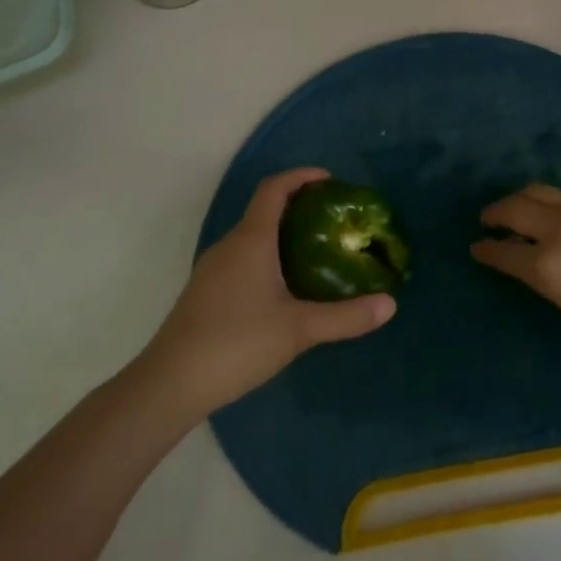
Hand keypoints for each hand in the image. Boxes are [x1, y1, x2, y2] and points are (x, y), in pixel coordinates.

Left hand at [142, 168, 395, 414]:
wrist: (170, 384)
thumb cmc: (236, 343)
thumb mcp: (298, 329)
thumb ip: (346, 316)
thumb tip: (391, 304)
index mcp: (252, 239)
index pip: (275, 188)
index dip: (301, 176)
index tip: (330, 180)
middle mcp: (230, 244)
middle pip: (264, 209)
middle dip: (298, 206)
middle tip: (333, 220)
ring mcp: (213, 268)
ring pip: (252, 236)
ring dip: (282, 233)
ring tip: (315, 251)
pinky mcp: (205, 291)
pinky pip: (242, 257)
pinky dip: (267, 255)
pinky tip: (283, 287)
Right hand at [472, 184, 560, 370]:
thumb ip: (551, 280)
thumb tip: (536, 262)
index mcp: (550, 268)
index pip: (504, 253)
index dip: (487, 251)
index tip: (476, 247)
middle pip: (515, 208)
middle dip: (496, 212)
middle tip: (488, 218)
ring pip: (541, 192)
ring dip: (522, 199)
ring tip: (516, 207)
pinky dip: (555, 205)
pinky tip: (560, 216)